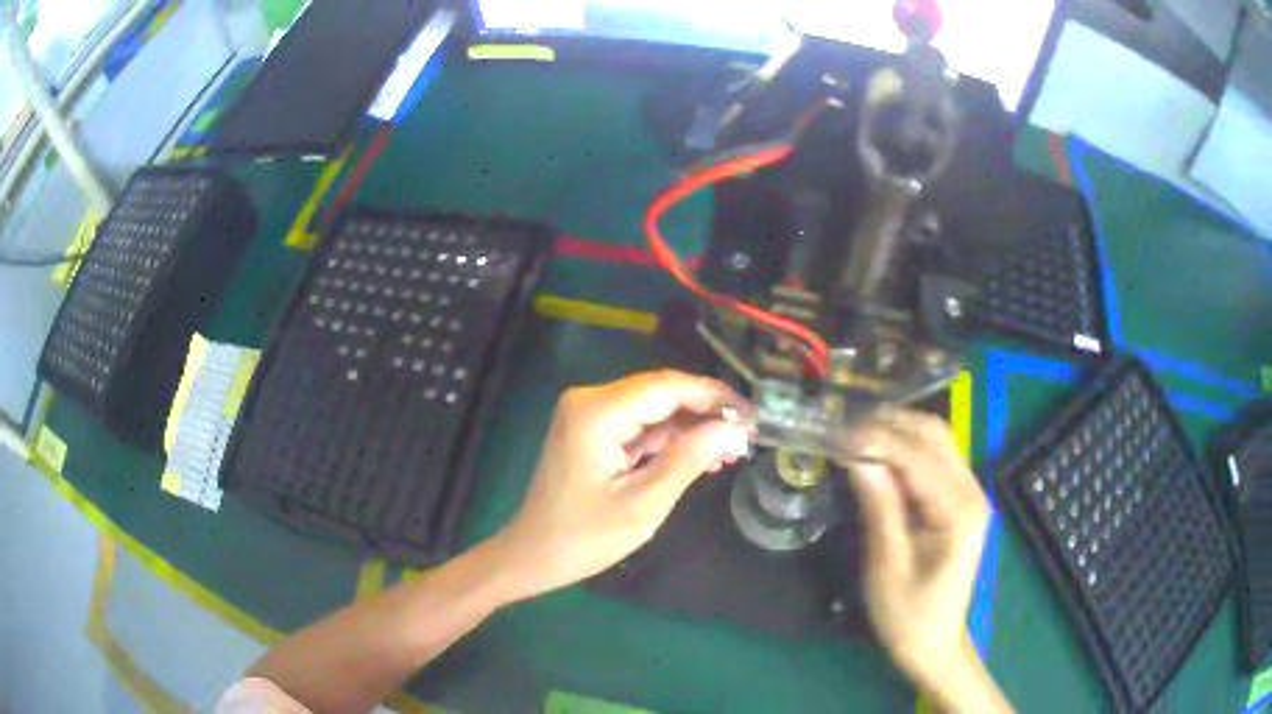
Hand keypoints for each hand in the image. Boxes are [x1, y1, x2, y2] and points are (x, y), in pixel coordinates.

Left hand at [489, 370, 751, 600]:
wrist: (534, 555)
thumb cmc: (585, 537)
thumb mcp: (643, 504)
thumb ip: (687, 459)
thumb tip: (732, 428)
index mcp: (596, 412)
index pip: (666, 387)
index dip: (713, 396)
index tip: (752, 413)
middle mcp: (590, 401)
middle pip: (660, 393)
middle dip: (705, 412)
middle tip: (747, 435)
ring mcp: (589, 415)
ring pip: (653, 409)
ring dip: (691, 428)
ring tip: (732, 450)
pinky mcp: (592, 431)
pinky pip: (639, 426)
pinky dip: (670, 440)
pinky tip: (701, 456)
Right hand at [837, 411, 1008, 711]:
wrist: (935, 642)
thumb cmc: (908, 614)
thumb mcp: (886, 566)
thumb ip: (879, 506)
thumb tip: (855, 455)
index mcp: (959, 512)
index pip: (919, 457)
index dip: (878, 439)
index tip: (837, 432)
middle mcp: (973, 491)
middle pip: (935, 435)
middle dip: (889, 424)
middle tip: (843, 428)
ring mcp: (971, 492)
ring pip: (937, 439)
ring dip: (898, 430)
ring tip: (856, 434)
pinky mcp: (962, 498)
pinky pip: (936, 457)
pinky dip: (907, 446)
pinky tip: (879, 452)